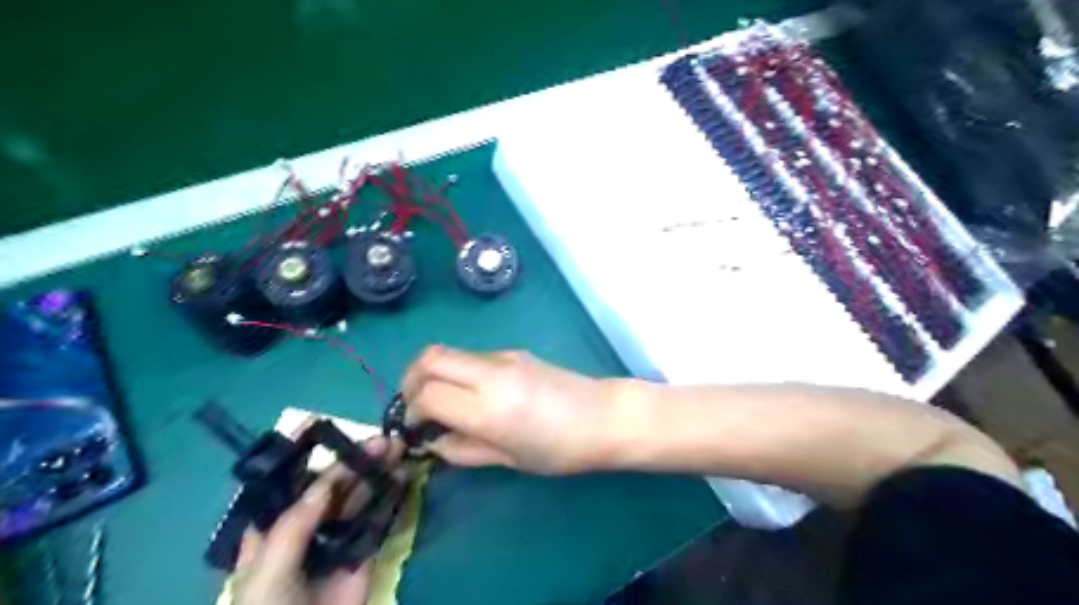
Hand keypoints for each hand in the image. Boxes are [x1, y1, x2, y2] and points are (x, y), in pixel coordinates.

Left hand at [231, 435, 403, 604]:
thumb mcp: (269, 570)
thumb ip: (295, 524)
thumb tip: (327, 481)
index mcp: (272, 527)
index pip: (285, 481)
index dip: (300, 452)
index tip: (319, 422)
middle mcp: (306, 525)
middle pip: (331, 484)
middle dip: (354, 458)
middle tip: (383, 440)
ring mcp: (338, 538)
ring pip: (359, 497)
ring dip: (377, 473)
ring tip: (399, 451)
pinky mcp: (365, 553)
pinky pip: (380, 520)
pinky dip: (393, 497)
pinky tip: (404, 478)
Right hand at [402, 348, 624, 474]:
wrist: (603, 416)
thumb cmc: (560, 450)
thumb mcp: (508, 459)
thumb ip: (462, 449)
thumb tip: (432, 441)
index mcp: (488, 409)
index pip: (427, 394)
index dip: (411, 409)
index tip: (416, 426)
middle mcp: (491, 374)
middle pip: (430, 357)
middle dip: (411, 378)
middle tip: (414, 404)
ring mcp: (503, 357)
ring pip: (450, 352)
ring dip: (434, 372)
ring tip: (442, 400)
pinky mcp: (514, 351)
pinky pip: (471, 356)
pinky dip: (457, 370)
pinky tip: (471, 393)